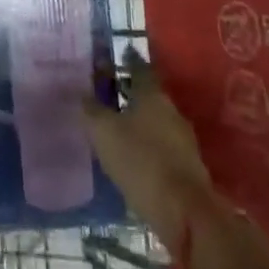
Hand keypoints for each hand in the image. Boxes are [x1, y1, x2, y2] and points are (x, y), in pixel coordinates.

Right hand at [80, 54, 218, 245]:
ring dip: (139, 119)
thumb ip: (91, 110)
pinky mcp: (187, 166)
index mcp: (152, 95)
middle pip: (148, 93)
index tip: (117, 54)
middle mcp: (171, 110)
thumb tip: (81, 93)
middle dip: (130, 91)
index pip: (138, 67)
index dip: (127, 59)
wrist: (186, 214)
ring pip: (156, 119)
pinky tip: (134, 153)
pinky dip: (148, 143)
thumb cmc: (141, 161)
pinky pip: (162, 144)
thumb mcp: (104, 133)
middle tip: (108, 91)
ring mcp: (183, 139)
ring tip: (117, 124)